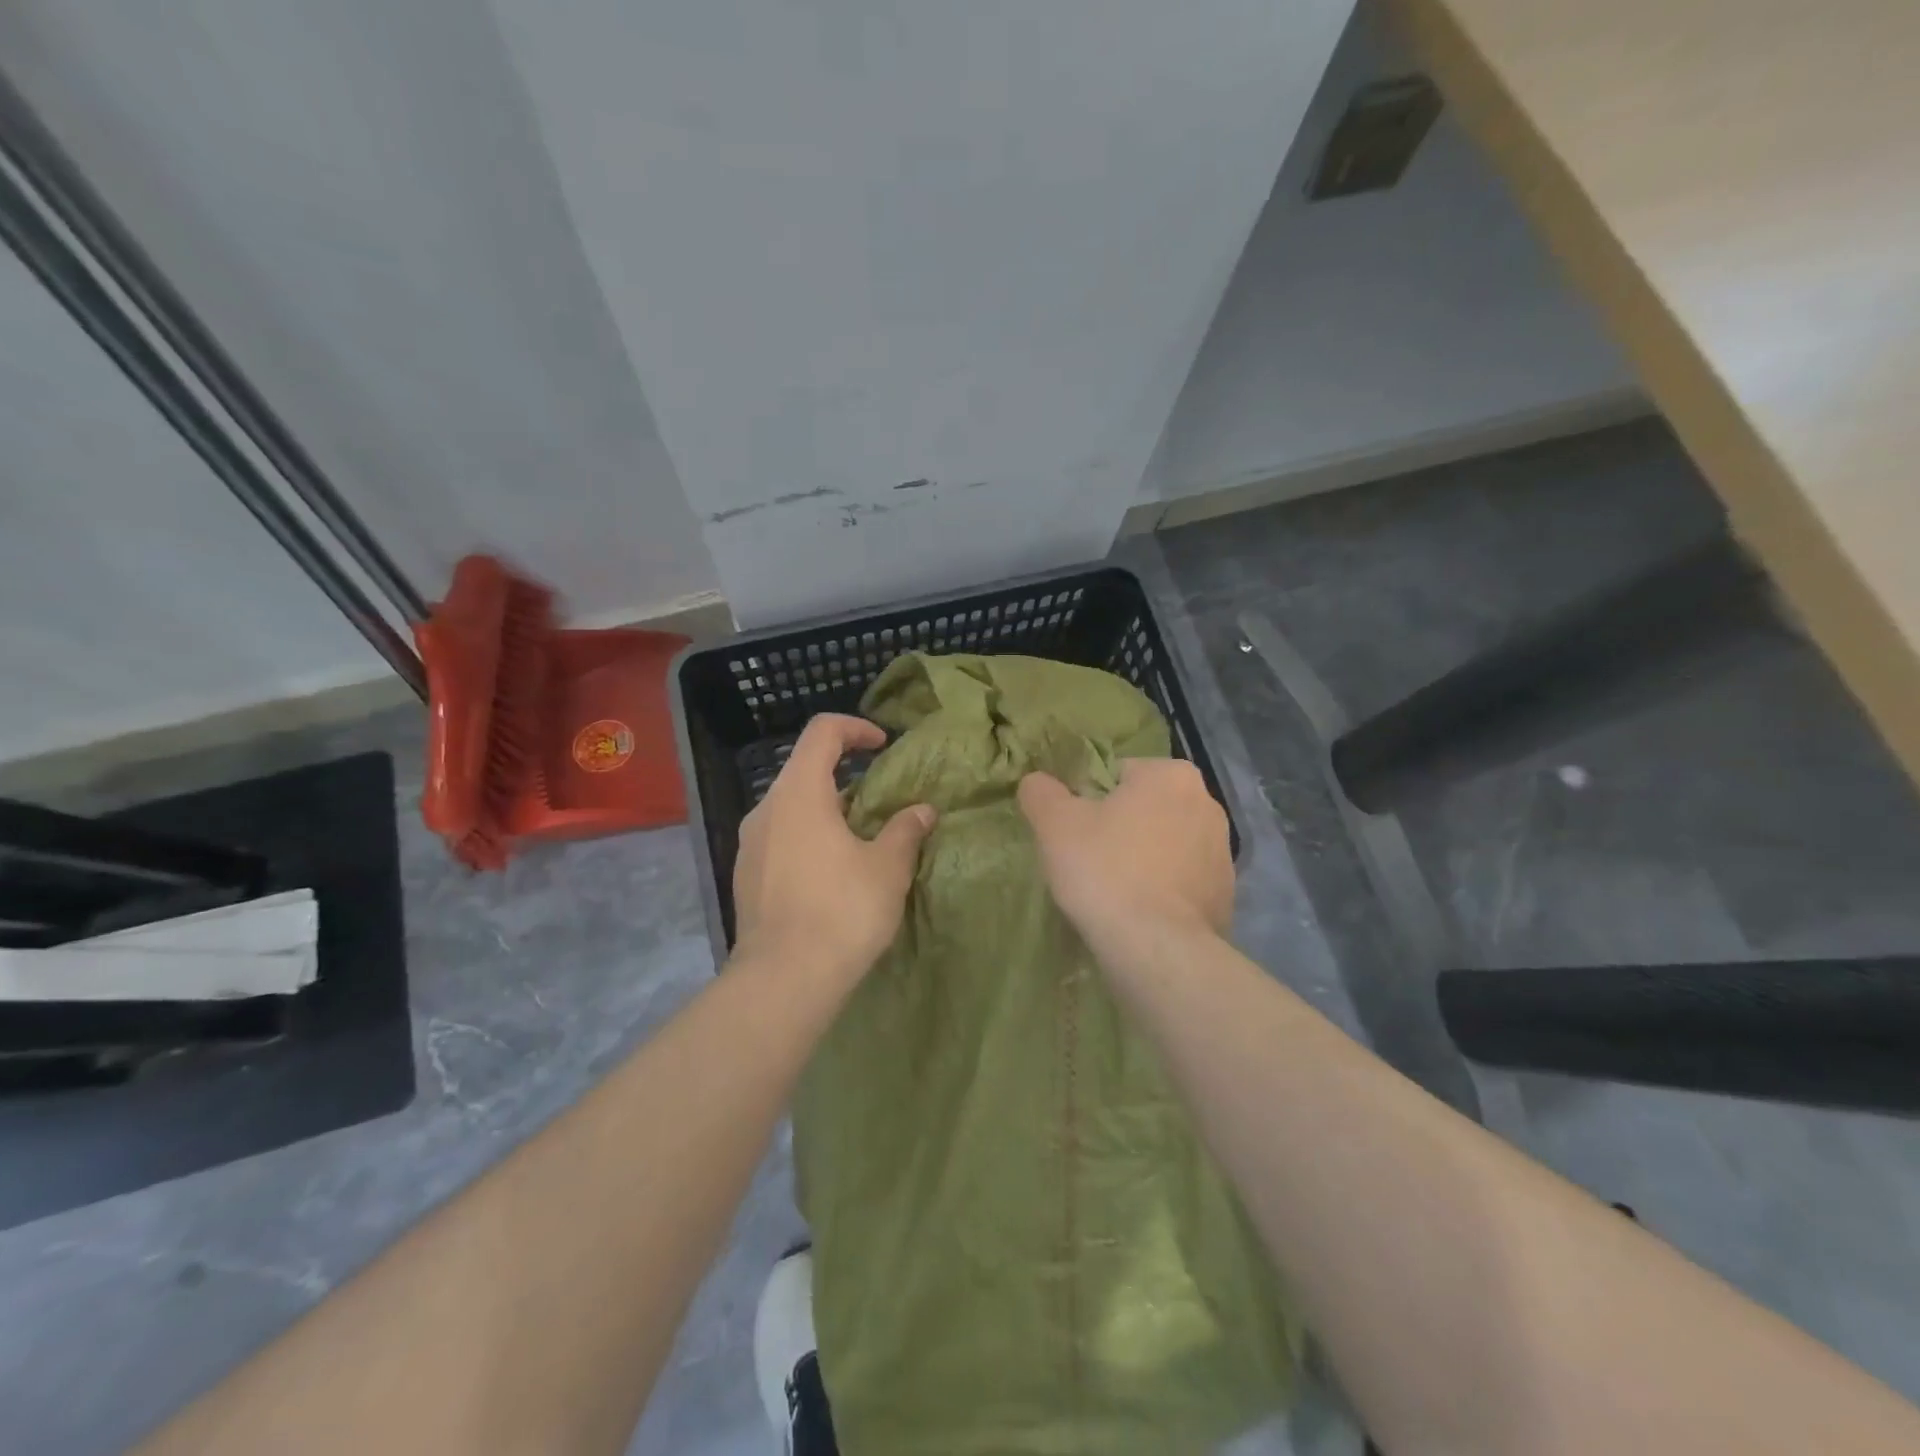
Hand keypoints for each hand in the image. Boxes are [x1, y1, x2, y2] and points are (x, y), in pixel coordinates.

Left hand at [733, 714, 936, 987]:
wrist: (783, 980)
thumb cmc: (841, 911)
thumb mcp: (887, 868)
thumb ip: (905, 830)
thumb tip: (922, 810)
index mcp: (799, 793)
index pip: (822, 732)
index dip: (856, 728)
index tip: (883, 745)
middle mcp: (766, 809)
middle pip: (804, 769)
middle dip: (845, 775)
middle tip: (879, 800)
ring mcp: (749, 845)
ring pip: (791, 807)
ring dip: (826, 810)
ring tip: (860, 839)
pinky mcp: (745, 877)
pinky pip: (779, 839)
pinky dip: (808, 837)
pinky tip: (831, 873)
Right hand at [1017, 759, 1232, 950]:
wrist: (1158, 949)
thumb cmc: (1105, 870)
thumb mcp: (1054, 823)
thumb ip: (1041, 791)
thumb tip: (1037, 782)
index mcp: (1171, 774)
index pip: (1118, 774)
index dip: (1089, 800)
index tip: (1075, 832)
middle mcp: (1207, 803)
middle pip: (1145, 808)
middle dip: (1120, 828)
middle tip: (1089, 861)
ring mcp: (1223, 852)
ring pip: (1166, 844)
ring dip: (1143, 858)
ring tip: (1113, 891)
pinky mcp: (1226, 894)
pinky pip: (1182, 881)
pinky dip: (1162, 890)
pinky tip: (1139, 912)